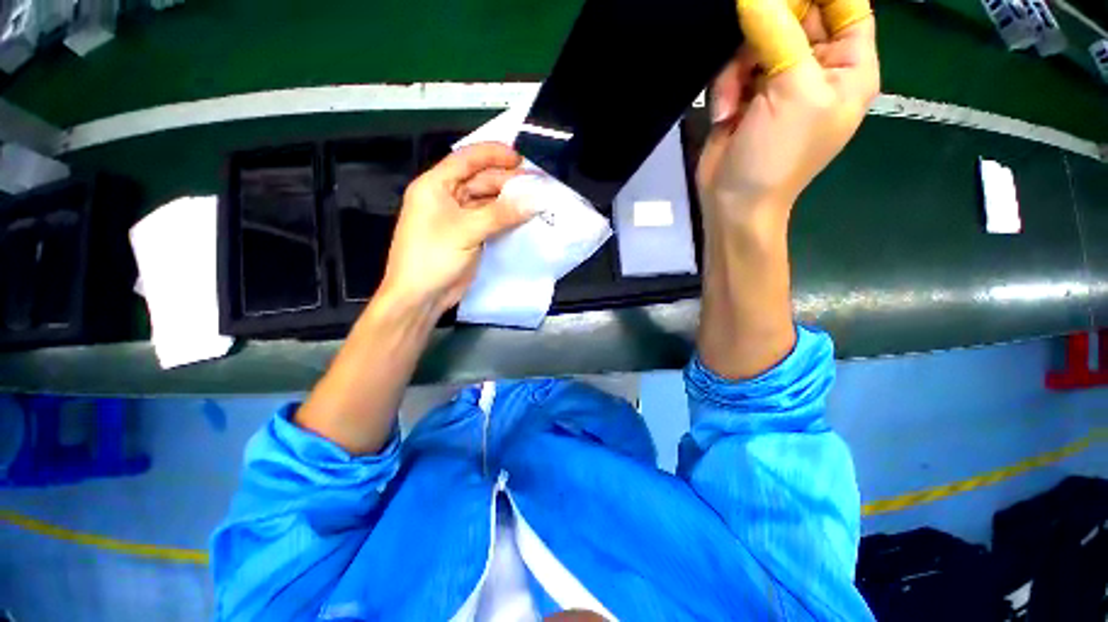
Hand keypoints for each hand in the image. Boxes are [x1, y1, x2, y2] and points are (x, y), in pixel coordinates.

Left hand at [379, 142, 532, 314]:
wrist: (422, 296)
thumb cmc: (433, 257)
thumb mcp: (466, 231)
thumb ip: (501, 214)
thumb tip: (536, 199)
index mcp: (435, 185)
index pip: (466, 159)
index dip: (493, 154)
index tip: (521, 158)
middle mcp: (446, 197)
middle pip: (480, 180)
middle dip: (507, 181)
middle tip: (537, 184)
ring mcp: (458, 218)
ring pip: (488, 202)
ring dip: (510, 201)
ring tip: (536, 199)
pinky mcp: (469, 235)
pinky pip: (491, 220)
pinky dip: (506, 218)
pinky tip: (524, 217)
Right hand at [697, 0, 878, 223]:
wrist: (733, 202)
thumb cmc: (776, 156)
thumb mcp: (792, 93)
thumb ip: (779, 35)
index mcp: (849, 67)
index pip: (845, 5)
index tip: (779, 6)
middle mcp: (817, 68)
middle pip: (795, 16)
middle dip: (765, 32)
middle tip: (749, 54)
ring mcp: (779, 80)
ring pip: (757, 39)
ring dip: (737, 68)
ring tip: (731, 105)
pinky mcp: (746, 94)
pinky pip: (734, 67)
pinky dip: (724, 87)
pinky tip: (723, 114)